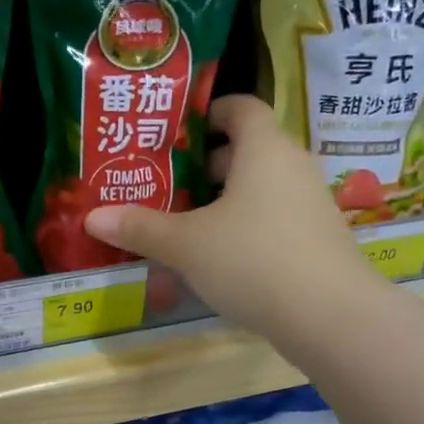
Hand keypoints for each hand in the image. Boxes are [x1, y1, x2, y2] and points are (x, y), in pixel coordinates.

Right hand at [83, 95, 365, 340]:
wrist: (330, 316)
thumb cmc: (253, 260)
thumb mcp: (186, 244)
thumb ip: (140, 228)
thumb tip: (92, 217)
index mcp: (264, 149)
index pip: (240, 107)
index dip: (209, 111)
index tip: (177, 131)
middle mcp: (293, 166)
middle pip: (249, 149)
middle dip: (207, 163)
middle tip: (168, 182)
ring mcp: (311, 203)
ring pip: (262, 187)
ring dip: (227, 199)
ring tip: (187, 222)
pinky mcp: (319, 239)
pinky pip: (276, 216)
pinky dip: (248, 225)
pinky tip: (222, 257)